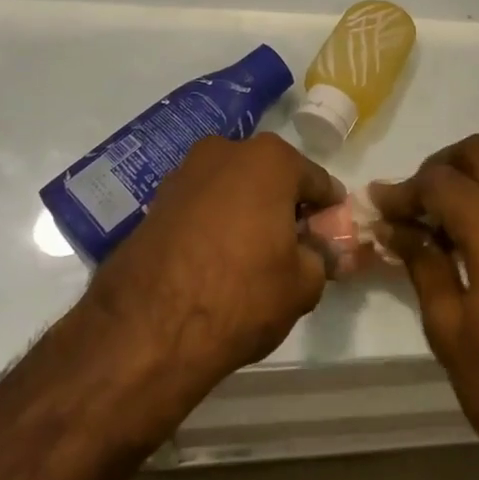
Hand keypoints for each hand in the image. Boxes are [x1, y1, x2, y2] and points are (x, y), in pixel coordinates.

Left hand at [81, 134, 343, 417]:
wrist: (147, 329)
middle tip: (293, 247)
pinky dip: (215, 223)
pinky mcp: (155, 200)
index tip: (331, 238)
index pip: (317, 181)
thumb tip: (321, 252)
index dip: (329, 212)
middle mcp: (226, 150)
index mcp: (271, 159)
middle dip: (285, 206)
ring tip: (252, 256)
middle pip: (272, 177)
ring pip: (234, 188)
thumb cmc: (241, 295)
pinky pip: (202, 205)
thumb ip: (321, 258)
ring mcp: (185, 172)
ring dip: (247, 211)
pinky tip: (216, 259)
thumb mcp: (303, 284)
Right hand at [373, 136, 478, 479]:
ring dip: (468, 185)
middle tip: (412, 209)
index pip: (440, 180)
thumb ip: (423, 264)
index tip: (376, 209)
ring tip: (436, 230)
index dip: (403, 190)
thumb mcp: (450, 328)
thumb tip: (396, 228)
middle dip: (439, 168)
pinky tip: (472, 248)